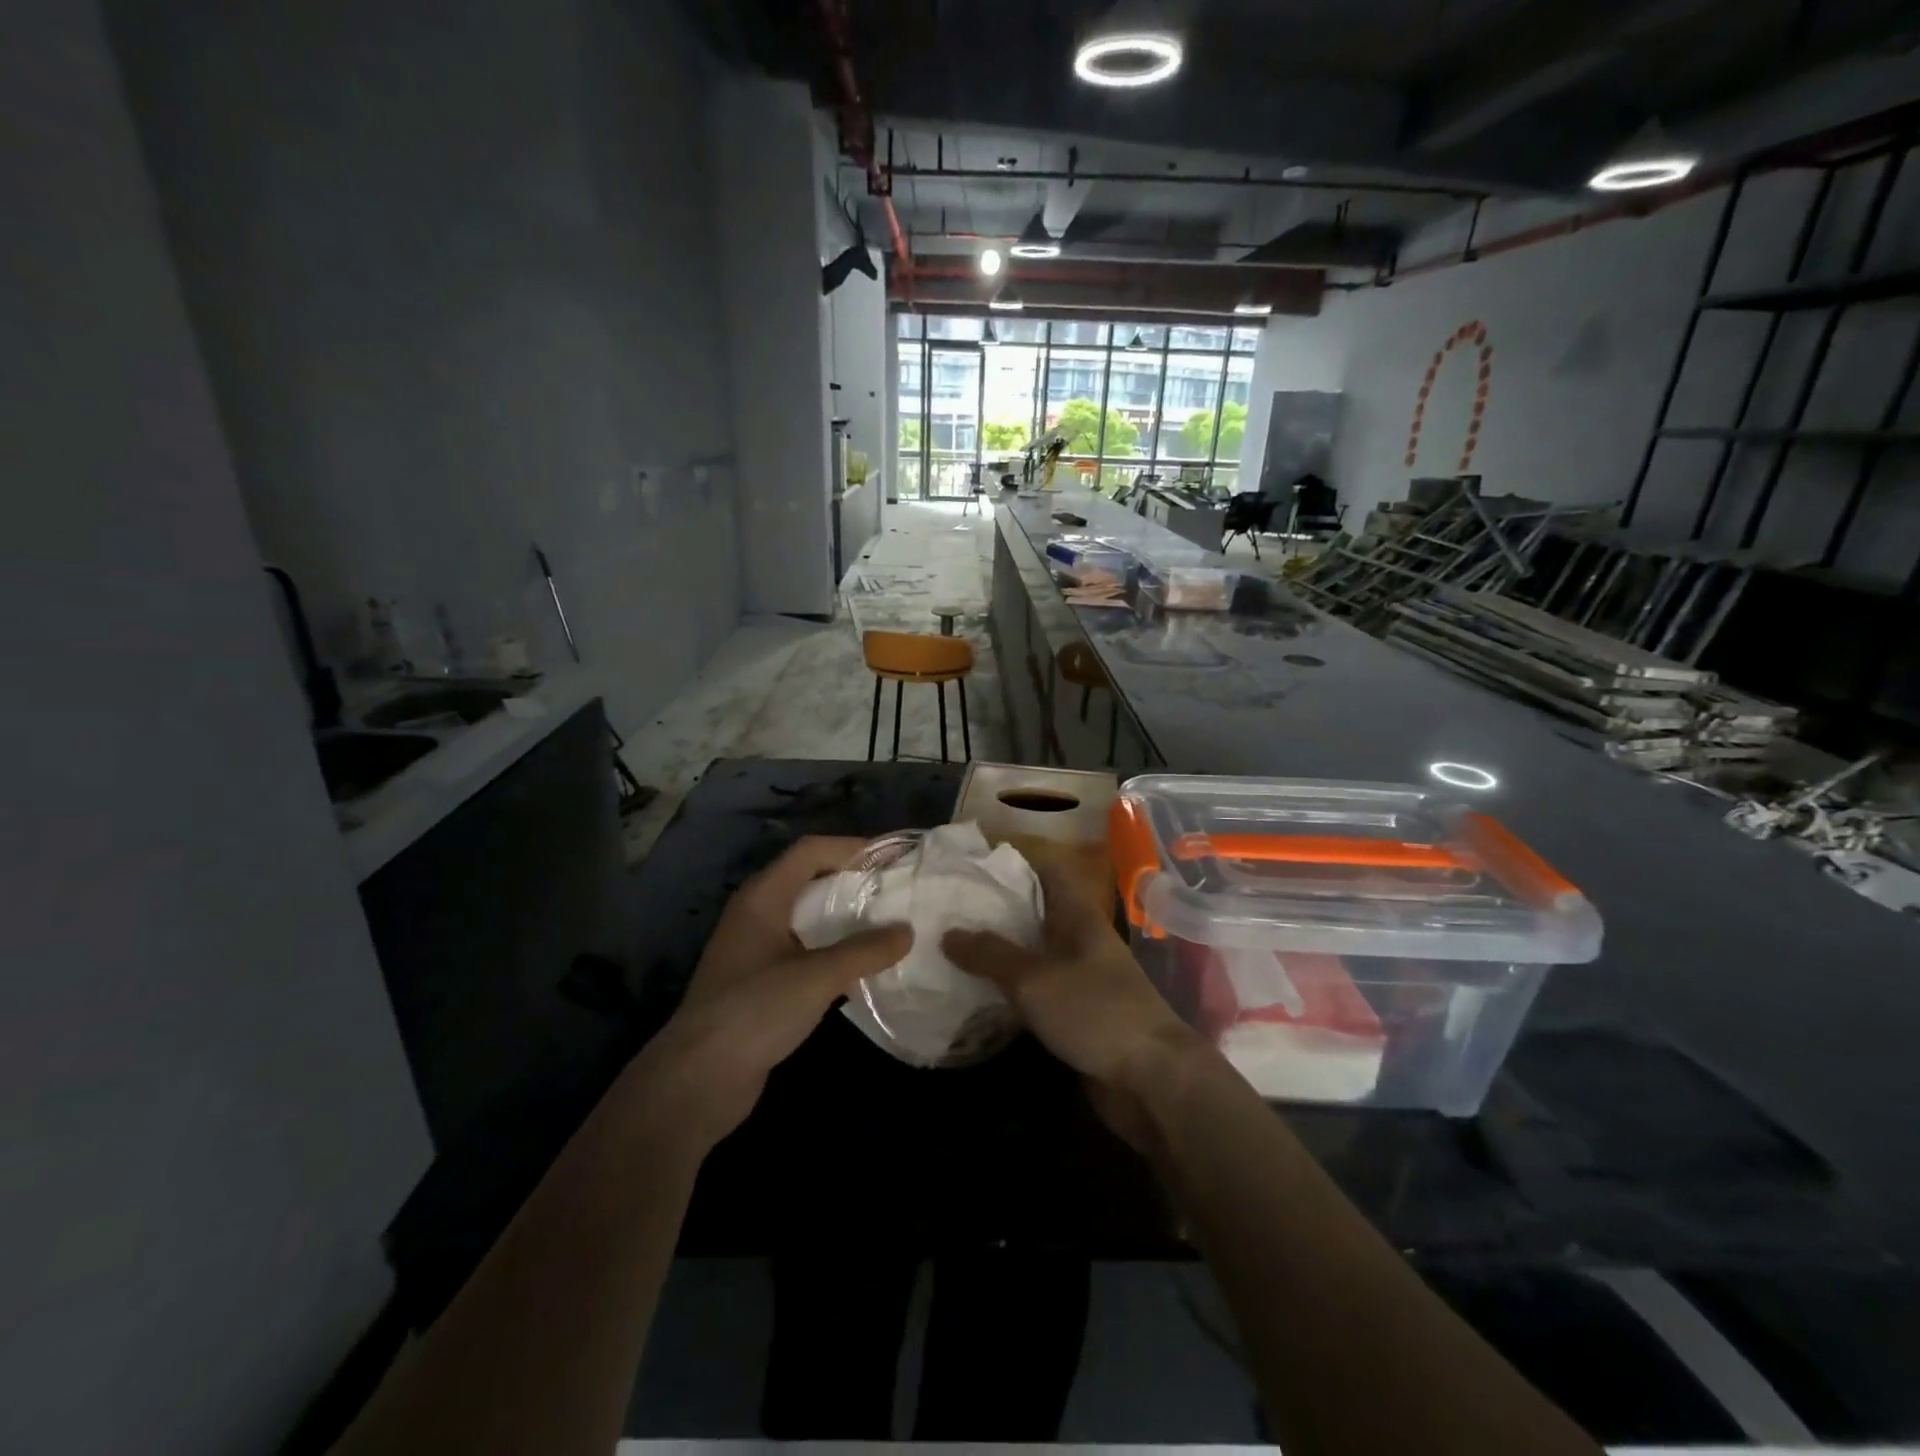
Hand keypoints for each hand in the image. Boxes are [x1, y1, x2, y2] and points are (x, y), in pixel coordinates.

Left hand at [640, 836, 910, 1149]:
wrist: (698, 1079)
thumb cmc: (755, 1010)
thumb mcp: (817, 977)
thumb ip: (864, 951)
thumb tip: (907, 932)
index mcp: (763, 897)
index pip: (810, 851)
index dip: (851, 848)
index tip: (892, 860)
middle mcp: (757, 913)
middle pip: (809, 879)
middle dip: (852, 881)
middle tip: (895, 891)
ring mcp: (756, 948)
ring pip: (808, 917)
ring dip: (845, 918)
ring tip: (887, 925)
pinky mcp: (761, 982)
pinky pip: (804, 949)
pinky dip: (833, 949)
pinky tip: (862, 965)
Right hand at [943, 864, 1201, 1151]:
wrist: (1152, 1080)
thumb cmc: (1096, 1012)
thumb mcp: (1035, 979)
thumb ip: (991, 955)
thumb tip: (948, 933)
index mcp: (1079, 916)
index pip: (1047, 871)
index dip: (1014, 862)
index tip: (972, 864)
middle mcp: (1080, 940)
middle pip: (1035, 912)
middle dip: (996, 909)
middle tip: (949, 907)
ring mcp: (1080, 978)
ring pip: (1033, 952)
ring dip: (998, 951)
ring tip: (951, 946)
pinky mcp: (1076, 1014)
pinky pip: (1035, 990)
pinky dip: (1008, 988)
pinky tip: (975, 992)